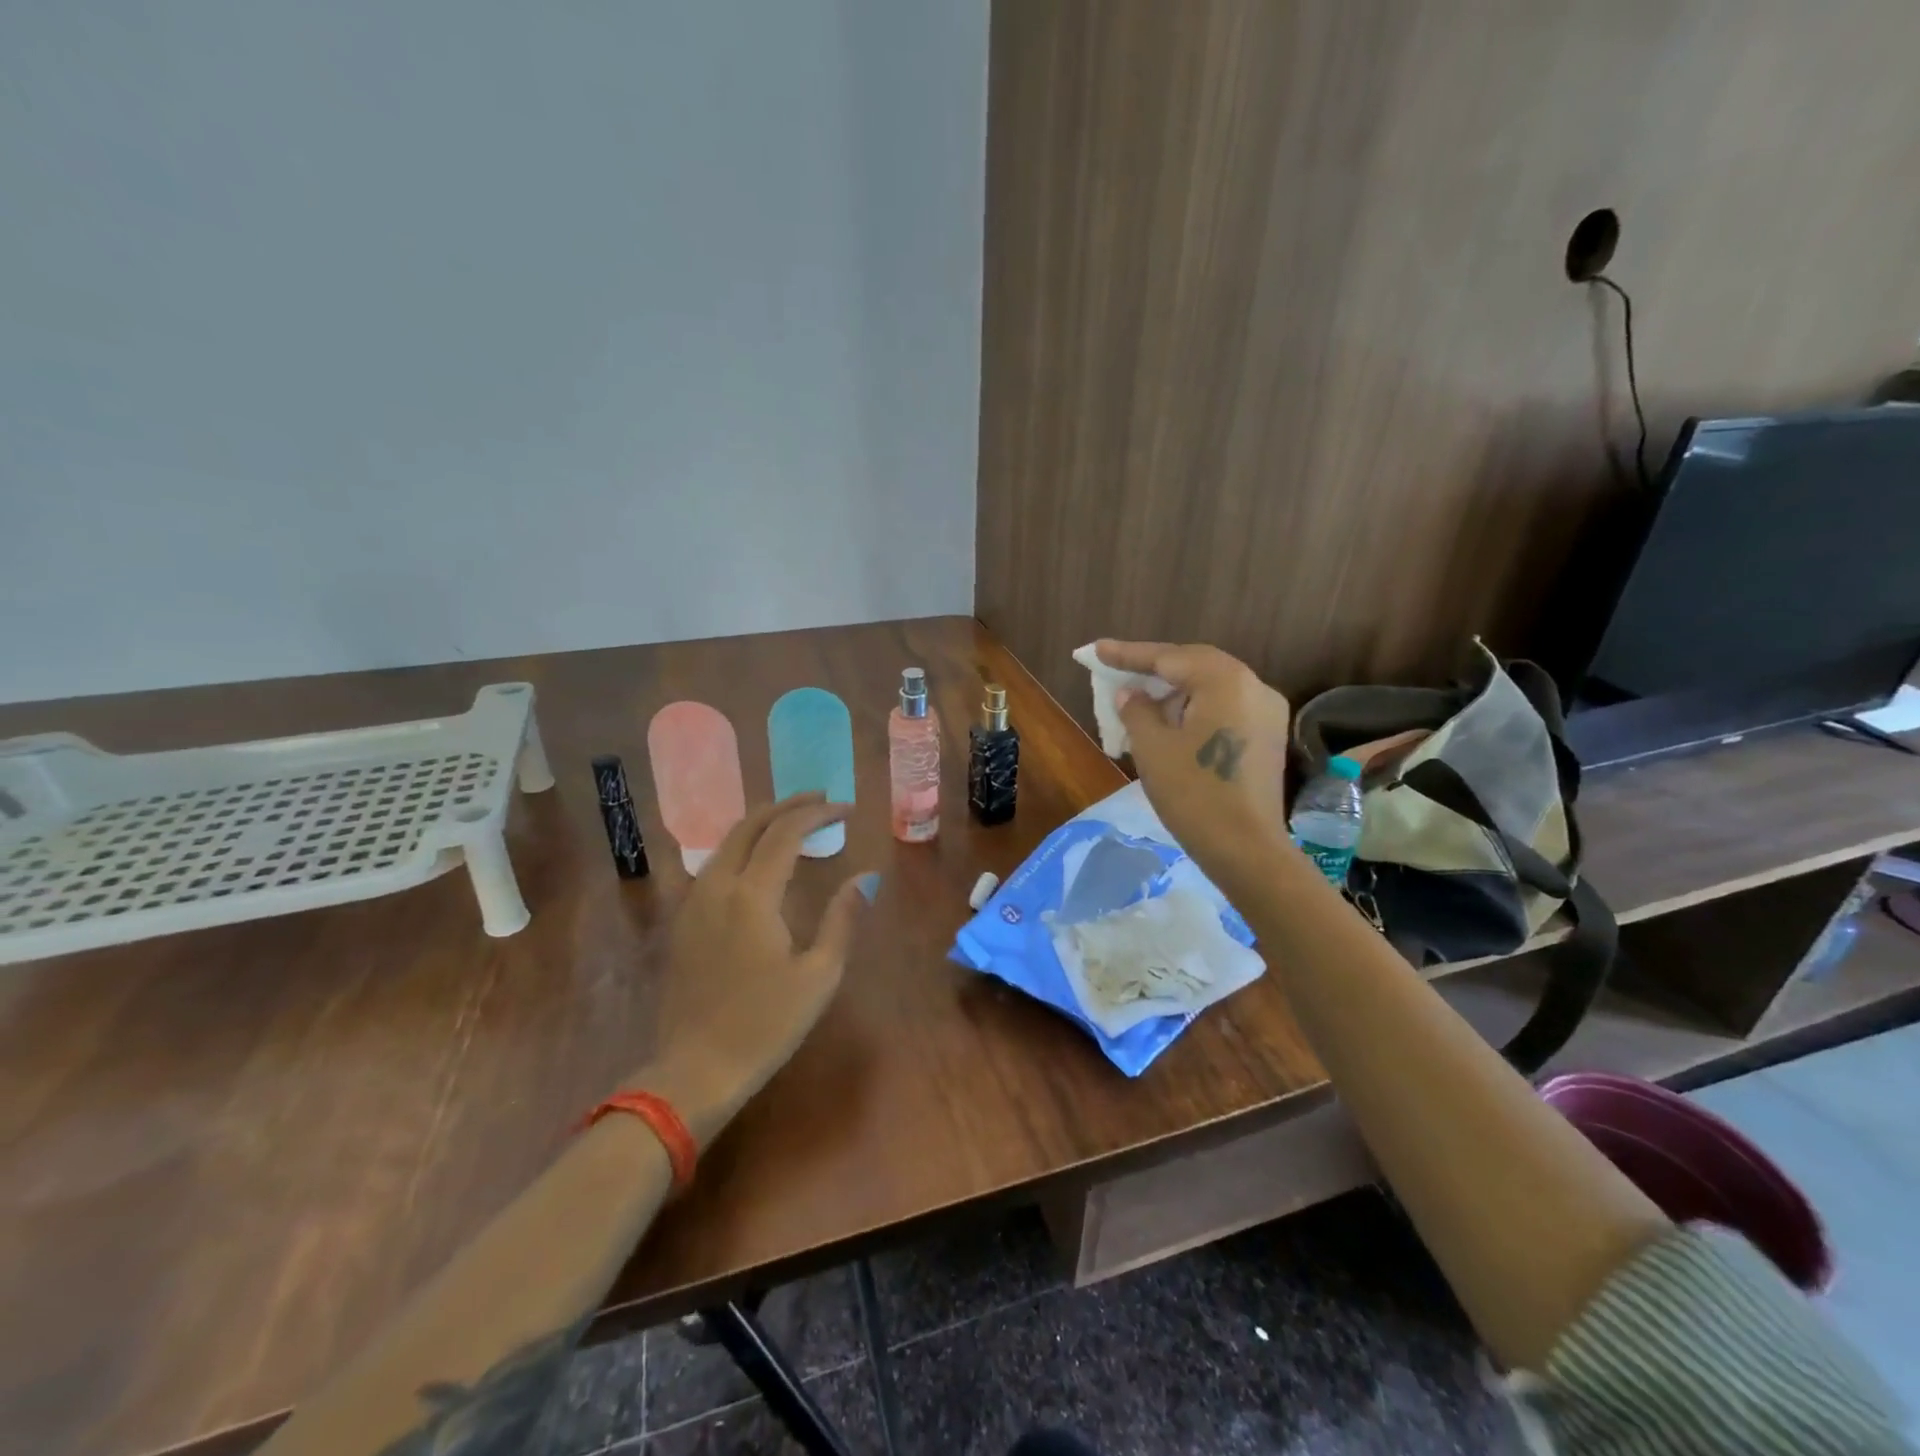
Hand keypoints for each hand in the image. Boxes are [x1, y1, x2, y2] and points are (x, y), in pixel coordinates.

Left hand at [636, 793, 871, 1150]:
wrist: (696, 1069)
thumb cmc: (766, 1024)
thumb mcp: (818, 976)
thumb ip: (842, 919)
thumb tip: (863, 877)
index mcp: (752, 895)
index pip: (786, 833)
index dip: (817, 814)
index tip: (846, 809)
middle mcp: (718, 886)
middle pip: (750, 825)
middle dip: (787, 805)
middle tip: (819, 799)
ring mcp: (694, 901)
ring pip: (727, 841)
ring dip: (761, 822)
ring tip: (793, 821)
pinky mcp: (683, 920)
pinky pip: (714, 863)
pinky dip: (741, 845)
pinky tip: (758, 859)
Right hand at [1096, 640, 1293, 879]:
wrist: (1246, 849)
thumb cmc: (1193, 793)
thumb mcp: (1152, 748)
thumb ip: (1137, 710)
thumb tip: (1131, 694)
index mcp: (1225, 680)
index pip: (1168, 657)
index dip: (1128, 654)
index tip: (1096, 650)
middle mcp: (1253, 685)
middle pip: (1194, 665)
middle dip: (1153, 669)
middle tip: (1117, 670)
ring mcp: (1266, 712)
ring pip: (1211, 687)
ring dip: (1174, 690)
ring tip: (1139, 701)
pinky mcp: (1267, 737)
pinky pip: (1224, 708)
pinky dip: (1194, 708)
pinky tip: (1170, 722)